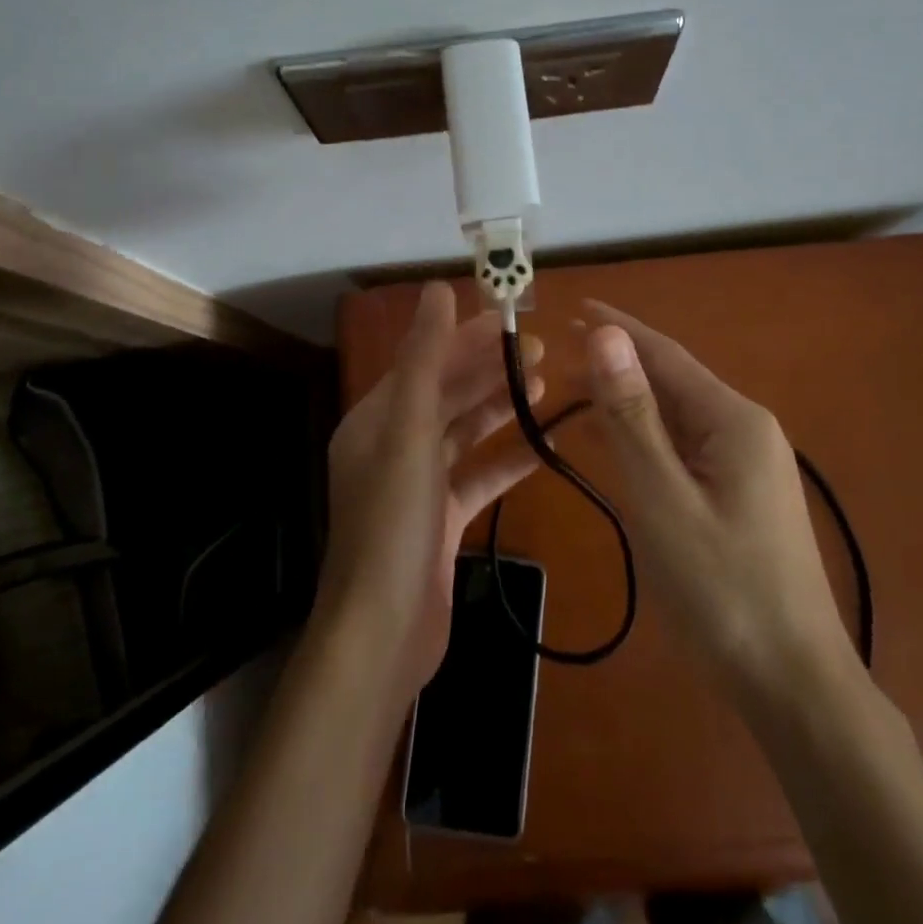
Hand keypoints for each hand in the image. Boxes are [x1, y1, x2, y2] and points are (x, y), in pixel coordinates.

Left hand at [318, 283, 542, 694]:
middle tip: (542, 351)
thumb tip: (437, 290)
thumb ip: (424, 359)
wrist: (384, 634)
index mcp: (376, 419)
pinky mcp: (442, 520)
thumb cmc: (393, 523)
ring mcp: (418, 485)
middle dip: (490, 370)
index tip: (512, 319)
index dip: (466, 337)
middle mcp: (393, 445)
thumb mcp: (408, 431)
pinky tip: (546, 447)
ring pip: (465, 433)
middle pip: (447, 393)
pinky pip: (479, 476)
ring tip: (545, 385)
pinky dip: (508, 460)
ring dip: (501, 408)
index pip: (425, 362)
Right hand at [579, 300, 855, 702]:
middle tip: (558, 354)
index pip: (665, 354)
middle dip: (617, 365)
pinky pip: (684, 450)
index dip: (617, 329)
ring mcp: (747, 466)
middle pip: (671, 382)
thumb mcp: (663, 497)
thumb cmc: (722, 589)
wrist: (793, 684)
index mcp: (733, 419)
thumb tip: (606, 336)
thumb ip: (631, 415)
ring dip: (627, 402)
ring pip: (676, 417)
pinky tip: (612, 443)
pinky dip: (644, 439)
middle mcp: (745, 430)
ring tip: (573, 391)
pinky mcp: (740, 497)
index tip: (572, 308)